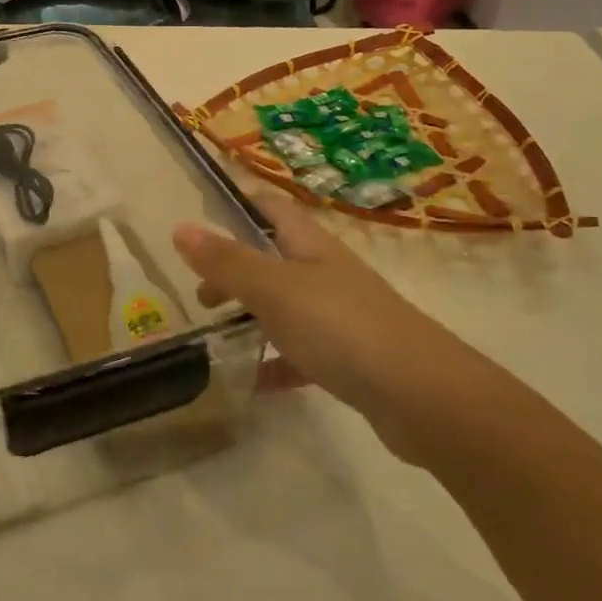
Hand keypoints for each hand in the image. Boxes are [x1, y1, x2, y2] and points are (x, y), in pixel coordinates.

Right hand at [172, 193, 492, 463]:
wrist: (422, 397)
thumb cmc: (340, 327)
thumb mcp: (272, 289)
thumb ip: (226, 262)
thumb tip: (180, 226)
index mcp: (311, 247)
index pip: (273, 208)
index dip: (241, 203)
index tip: (204, 212)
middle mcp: (328, 274)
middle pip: (275, 258)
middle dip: (235, 269)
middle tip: (200, 293)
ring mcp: (343, 317)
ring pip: (287, 305)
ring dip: (254, 315)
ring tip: (218, 333)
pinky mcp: (352, 360)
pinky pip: (303, 353)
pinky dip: (277, 361)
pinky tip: (256, 381)